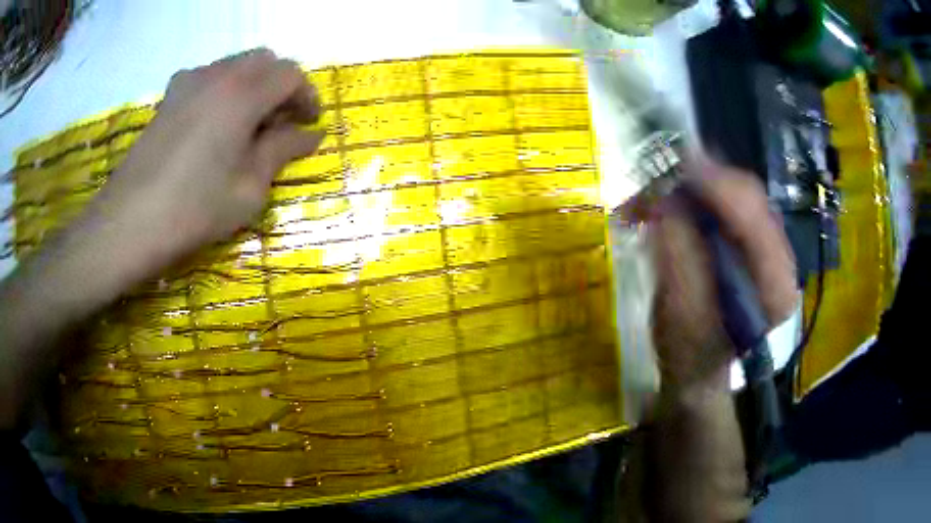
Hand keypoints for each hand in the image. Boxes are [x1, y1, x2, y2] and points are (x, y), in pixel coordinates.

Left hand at [85, 48, 324, 283]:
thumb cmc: (194, 209)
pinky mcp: (169, 96)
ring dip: (252, 86)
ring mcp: (189, 81)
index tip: (310, 125)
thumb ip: (282, 150)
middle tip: (280, 123)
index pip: (290, 75)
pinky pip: (207, 77)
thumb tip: (311, 134)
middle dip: (280, 86)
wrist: (130, 222)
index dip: (306, 97)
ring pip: (235, 66)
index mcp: (244, 93)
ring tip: (248, 124)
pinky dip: (223, 90)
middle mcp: (218, 74)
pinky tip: (215, 122)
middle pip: (264, 61)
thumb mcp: (249, 188)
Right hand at [650, 159, 797, 395]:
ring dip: (691, 186)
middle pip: (747, 196)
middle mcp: (781, 260)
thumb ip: (678, 257)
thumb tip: (665, 199)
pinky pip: (725, 203)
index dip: (716, 185)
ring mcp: (768, 246)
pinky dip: (693, 197)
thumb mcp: (679, 315)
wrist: (698, 370)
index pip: (754, 219)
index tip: (673, 164)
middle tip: (655, 176)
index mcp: (775, 288)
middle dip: (700, 179)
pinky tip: (667, 205)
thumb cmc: (689, 355)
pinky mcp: (751, 240)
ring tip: (651, 196)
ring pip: (734, 193)